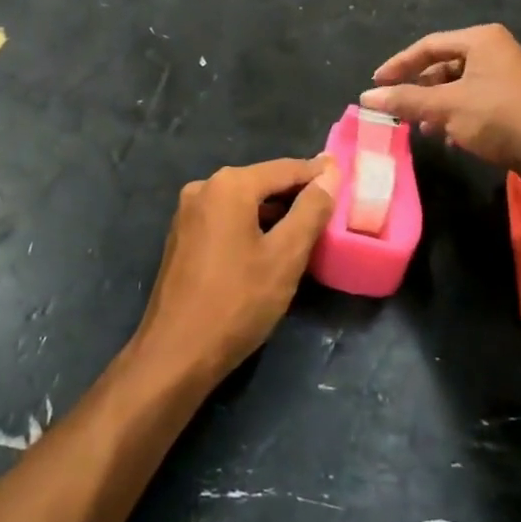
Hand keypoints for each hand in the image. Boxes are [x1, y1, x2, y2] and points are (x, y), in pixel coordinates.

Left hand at [130, 156, 339, 383]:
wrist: (176, 352)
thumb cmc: (237, 301)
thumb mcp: (285, 256)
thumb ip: (310, 210)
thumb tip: (329, 173)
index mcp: (229, 185)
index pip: (285, 169)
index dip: (317, 174)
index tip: (345, 177)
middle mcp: (203, 188)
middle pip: (261, 182)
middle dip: (295, 193)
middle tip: (331, 206)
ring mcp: (187, 213)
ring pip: (243, 202)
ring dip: (274, 212)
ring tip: (307, 227)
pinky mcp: (182, 237)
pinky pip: (226, 219)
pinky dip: (251, 225)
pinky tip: (270, 245)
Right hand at [360, 24, 520, 180]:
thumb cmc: (499, 117)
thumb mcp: (446, 107)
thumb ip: (405, 100)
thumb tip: (365, 97)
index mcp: (480, 40)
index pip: (427, 46)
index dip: (398, 65)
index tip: (376, 85)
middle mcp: (495, 51)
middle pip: (443, 65)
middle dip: (418, 89)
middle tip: (397, 108)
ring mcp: (507, 76)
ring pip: (458, 87)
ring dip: (435, 106)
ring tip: (420, 127)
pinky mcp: (514, 101)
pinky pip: (474, 102)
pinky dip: (456, 116)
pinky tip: (448, 137)